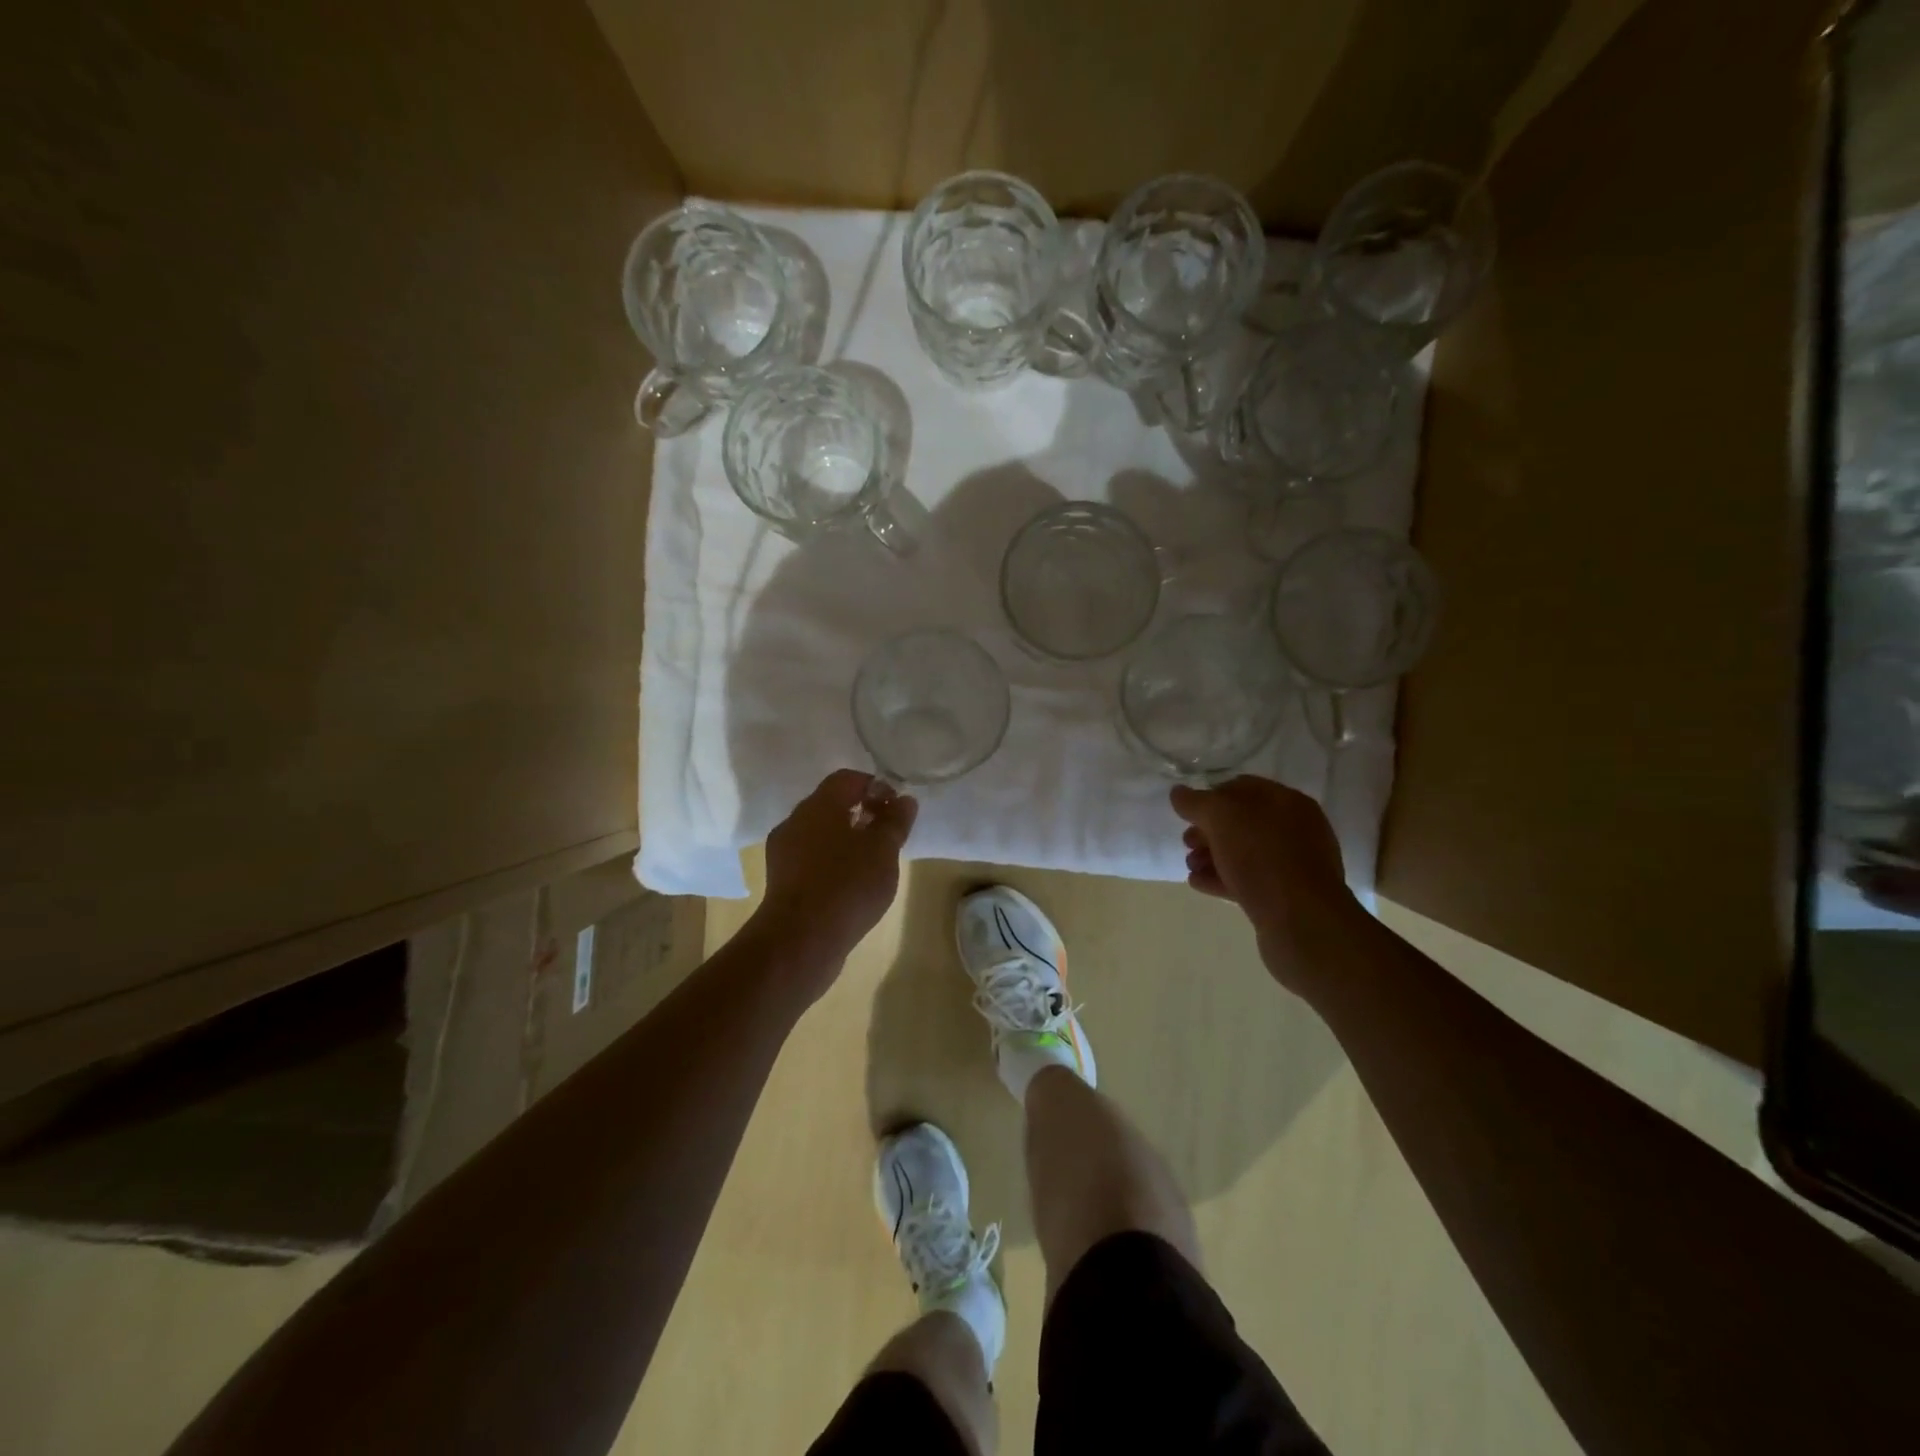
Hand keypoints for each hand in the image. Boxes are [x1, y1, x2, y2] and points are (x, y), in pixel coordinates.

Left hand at [753, 770, 917, 973]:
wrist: (800, 940)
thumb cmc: (847, 885)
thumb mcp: (883, 850)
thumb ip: (895, 821)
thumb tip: (904, 799)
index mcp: (819, 805)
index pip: (847, 779)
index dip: (875, 787)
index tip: (896, 808)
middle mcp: (796, 821)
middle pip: (831, 804)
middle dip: (862, 813)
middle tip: (888, 835)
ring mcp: (784, 852)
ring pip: (820, 833)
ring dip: (847, 839)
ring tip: (873, 863)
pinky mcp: (782, 881)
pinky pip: (812, 859)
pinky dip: (833, 862)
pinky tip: (851, 885)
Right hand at [1170, 775, 1360, 990]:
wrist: (1301, 922)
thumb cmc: (1262, 857)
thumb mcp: (1222, 818)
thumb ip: (1196, 802)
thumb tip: (1178, 793)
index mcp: (1287, 802)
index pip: (1242, 787)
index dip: (1211, 796)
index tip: (1187, 813)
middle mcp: (1294, 829)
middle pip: (1242, 822)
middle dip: (1209, 830)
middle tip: (1187, 842)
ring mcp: (1293, 865)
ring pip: (1244, 852)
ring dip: (1212, 856)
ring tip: (1190, 866)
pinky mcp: (1285, 896)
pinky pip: (1248, 879)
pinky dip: (1222, 878)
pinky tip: (1199, 883)